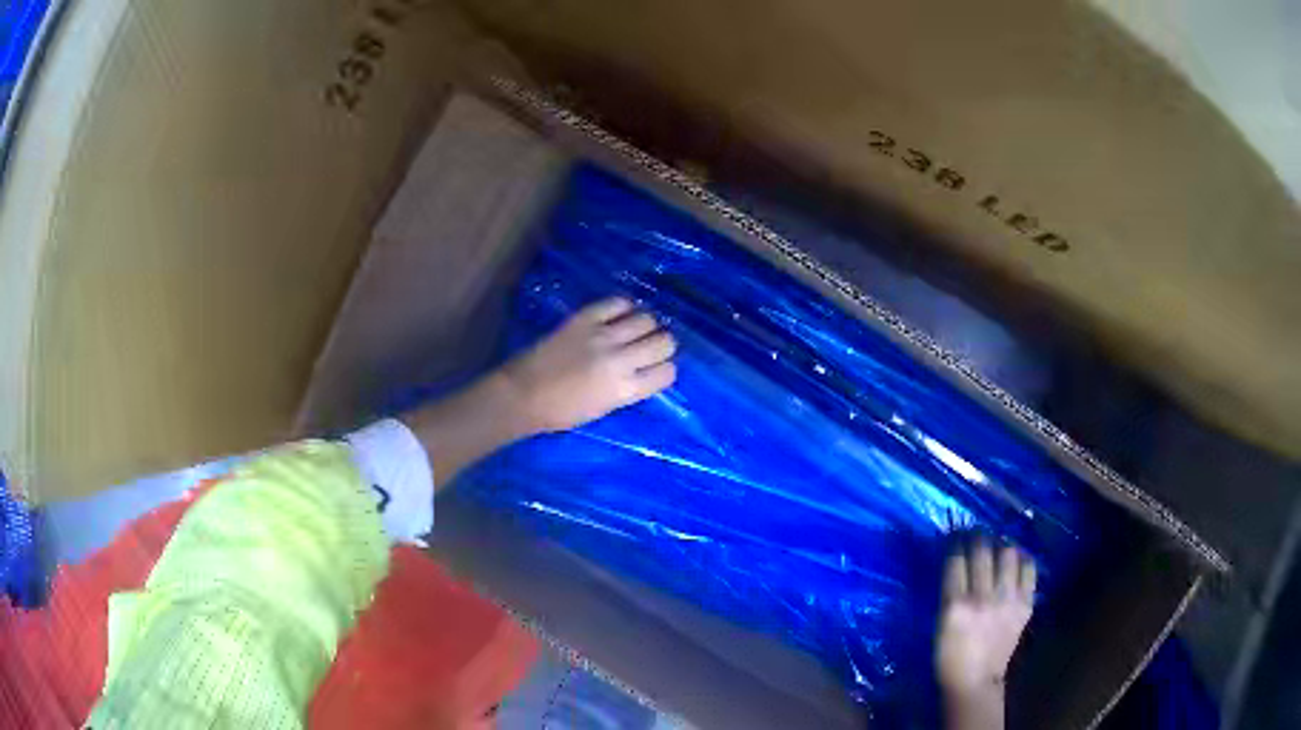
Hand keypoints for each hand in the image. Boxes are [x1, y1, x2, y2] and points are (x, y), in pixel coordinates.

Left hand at [503, 297, 677, 432]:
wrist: (523, 394)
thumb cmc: (562, 412)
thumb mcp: (605, 408)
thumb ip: (629, 388)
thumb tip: (644, 370)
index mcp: (625, 390)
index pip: (667, 373)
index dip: (664, 370)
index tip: (656, 369)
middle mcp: (620, 360)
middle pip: (664, 342)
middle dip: (662, 345)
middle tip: (650, 347)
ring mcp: (603, 336)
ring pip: (646, 319)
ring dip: (646, 325)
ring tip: (635, 329)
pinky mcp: (585, 318)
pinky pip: (617, 302)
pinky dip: (624, 307)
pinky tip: (619, 315)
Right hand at [936, 541, 1035, 698]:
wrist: (975, 680)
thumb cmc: (949, 656)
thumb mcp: (940, 624)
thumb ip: (950, 594)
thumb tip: (957, 562)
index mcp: (955, 605)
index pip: (956, 560)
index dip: (956, 542)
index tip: (956, 535)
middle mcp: (983, 598)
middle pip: (983, 552)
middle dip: (978, 537)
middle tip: (976, 533)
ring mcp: (1007, 600)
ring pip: (1009, 554)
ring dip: (1002, 546)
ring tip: (999, 546)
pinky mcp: (1025, 605)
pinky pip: (1029, 570)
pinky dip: (1023, 560)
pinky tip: (1017, 560)